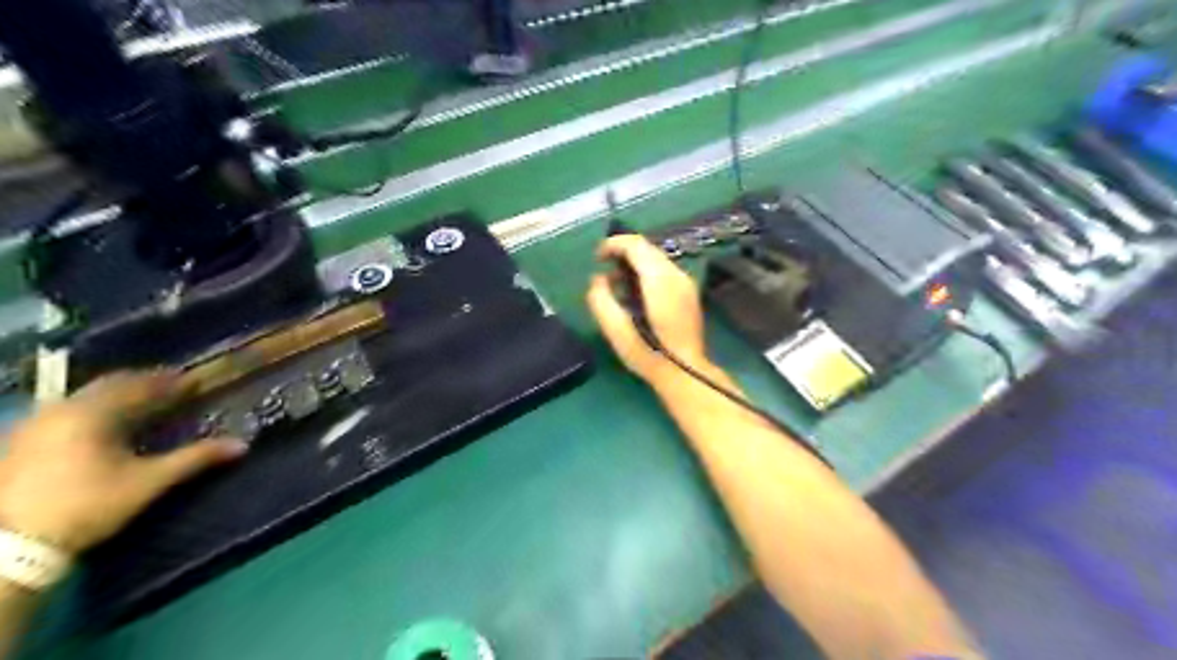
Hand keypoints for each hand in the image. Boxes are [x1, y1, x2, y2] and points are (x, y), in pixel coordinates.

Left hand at [0, 372, 243, 552]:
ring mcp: (35, 425)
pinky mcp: (21, 443)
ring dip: (118, 397)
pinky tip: (106, 425)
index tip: (197, 382)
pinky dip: (95, 411)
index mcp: (93, 412)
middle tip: (174, 389)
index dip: (172, 382)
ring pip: (85, 398)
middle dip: (144, 384)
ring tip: (144, 405)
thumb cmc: (87, 505)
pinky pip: (68, 412)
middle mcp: (61, 409)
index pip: (141, 385)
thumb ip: (195, 458)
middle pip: (110, 386)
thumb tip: (241, 444)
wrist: (9, 546)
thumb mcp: (148, 482)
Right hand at [587, 236, 705, 379]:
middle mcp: (677, 275)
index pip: (636, 245)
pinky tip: (636, 294)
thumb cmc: (648, 354)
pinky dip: (647, 273)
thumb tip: (597, 280)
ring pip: (657, 259)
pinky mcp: (689, 293)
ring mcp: (686, 283)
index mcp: (660, 280)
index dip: (613, 244)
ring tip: (617, 284)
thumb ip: (601, 300)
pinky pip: (664, 271)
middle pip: (648, 248)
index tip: (597, 257)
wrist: (685, 373)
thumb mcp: (616, 331)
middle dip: (623, 253)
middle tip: (604, 269)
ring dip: (635, 263)